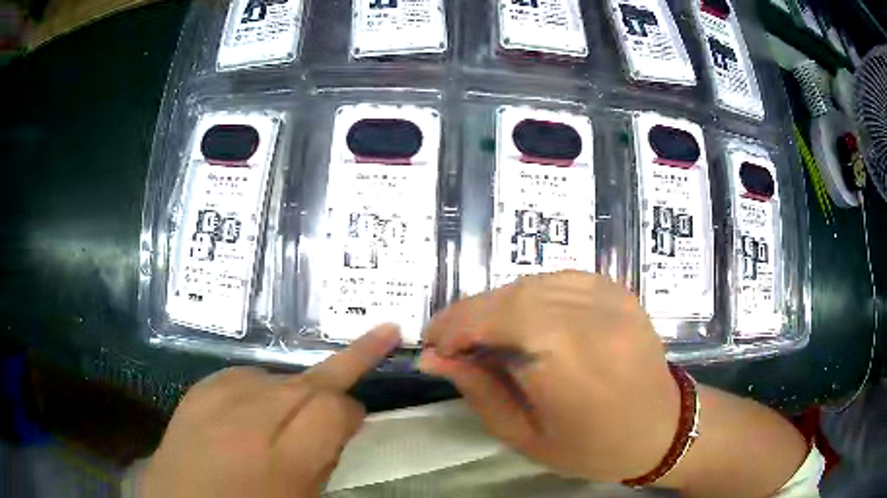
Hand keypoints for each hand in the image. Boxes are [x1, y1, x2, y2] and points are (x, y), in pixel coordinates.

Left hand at [139, 324, 400, 497]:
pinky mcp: (196, 390)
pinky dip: (262, 384)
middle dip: (348, 365)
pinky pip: (244, 374)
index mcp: (283, 461)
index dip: (355, 410)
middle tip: (379, 337)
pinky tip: (256, 404)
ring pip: (279, 374)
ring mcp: (217, 399)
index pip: (336, 408)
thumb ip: (322, 458)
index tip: (357, 418)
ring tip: (293, 410)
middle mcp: (250, 419)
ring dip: (298, 386)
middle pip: (312, 380)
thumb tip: (339, 420)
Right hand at [420, 271, 679, 481]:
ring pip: (532, 283)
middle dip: (469, 314)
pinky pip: (559, 280)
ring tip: (482, 333)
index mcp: (566, 359)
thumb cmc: (592, 447)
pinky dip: (529, 295)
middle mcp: (590, 316)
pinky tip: (523, 320)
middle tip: (448, 340)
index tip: (432, 345)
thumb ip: (479, 390)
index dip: (454, 326)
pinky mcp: (619, 290)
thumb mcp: (524, 435)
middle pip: (511, 296)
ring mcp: (609, 296)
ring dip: (497, 304)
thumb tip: (434, 358)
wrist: (662, 427)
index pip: (494, 318)